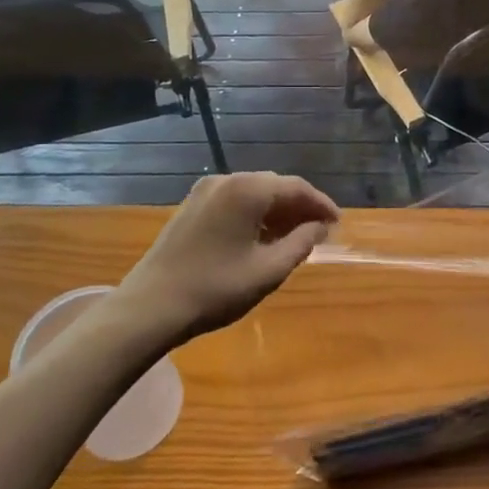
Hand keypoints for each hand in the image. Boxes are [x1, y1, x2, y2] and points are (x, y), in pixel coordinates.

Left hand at [107, 173, 339, 347]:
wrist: (150, 307)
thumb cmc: (216, 288)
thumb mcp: (269, 270)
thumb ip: (301, 243)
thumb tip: (320, 227)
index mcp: (248, 190)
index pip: (297, 188)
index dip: (322, 205)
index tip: (338, 224)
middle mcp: (227, 180)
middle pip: (275, 186)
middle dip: (300, 207)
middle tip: (319, 231)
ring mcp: (205, 192)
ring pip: (254, 193)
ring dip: (277, 212)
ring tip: (295, 237)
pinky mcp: (191, 207)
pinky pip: (234, 202)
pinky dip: (254, 215)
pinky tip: (262, 238)